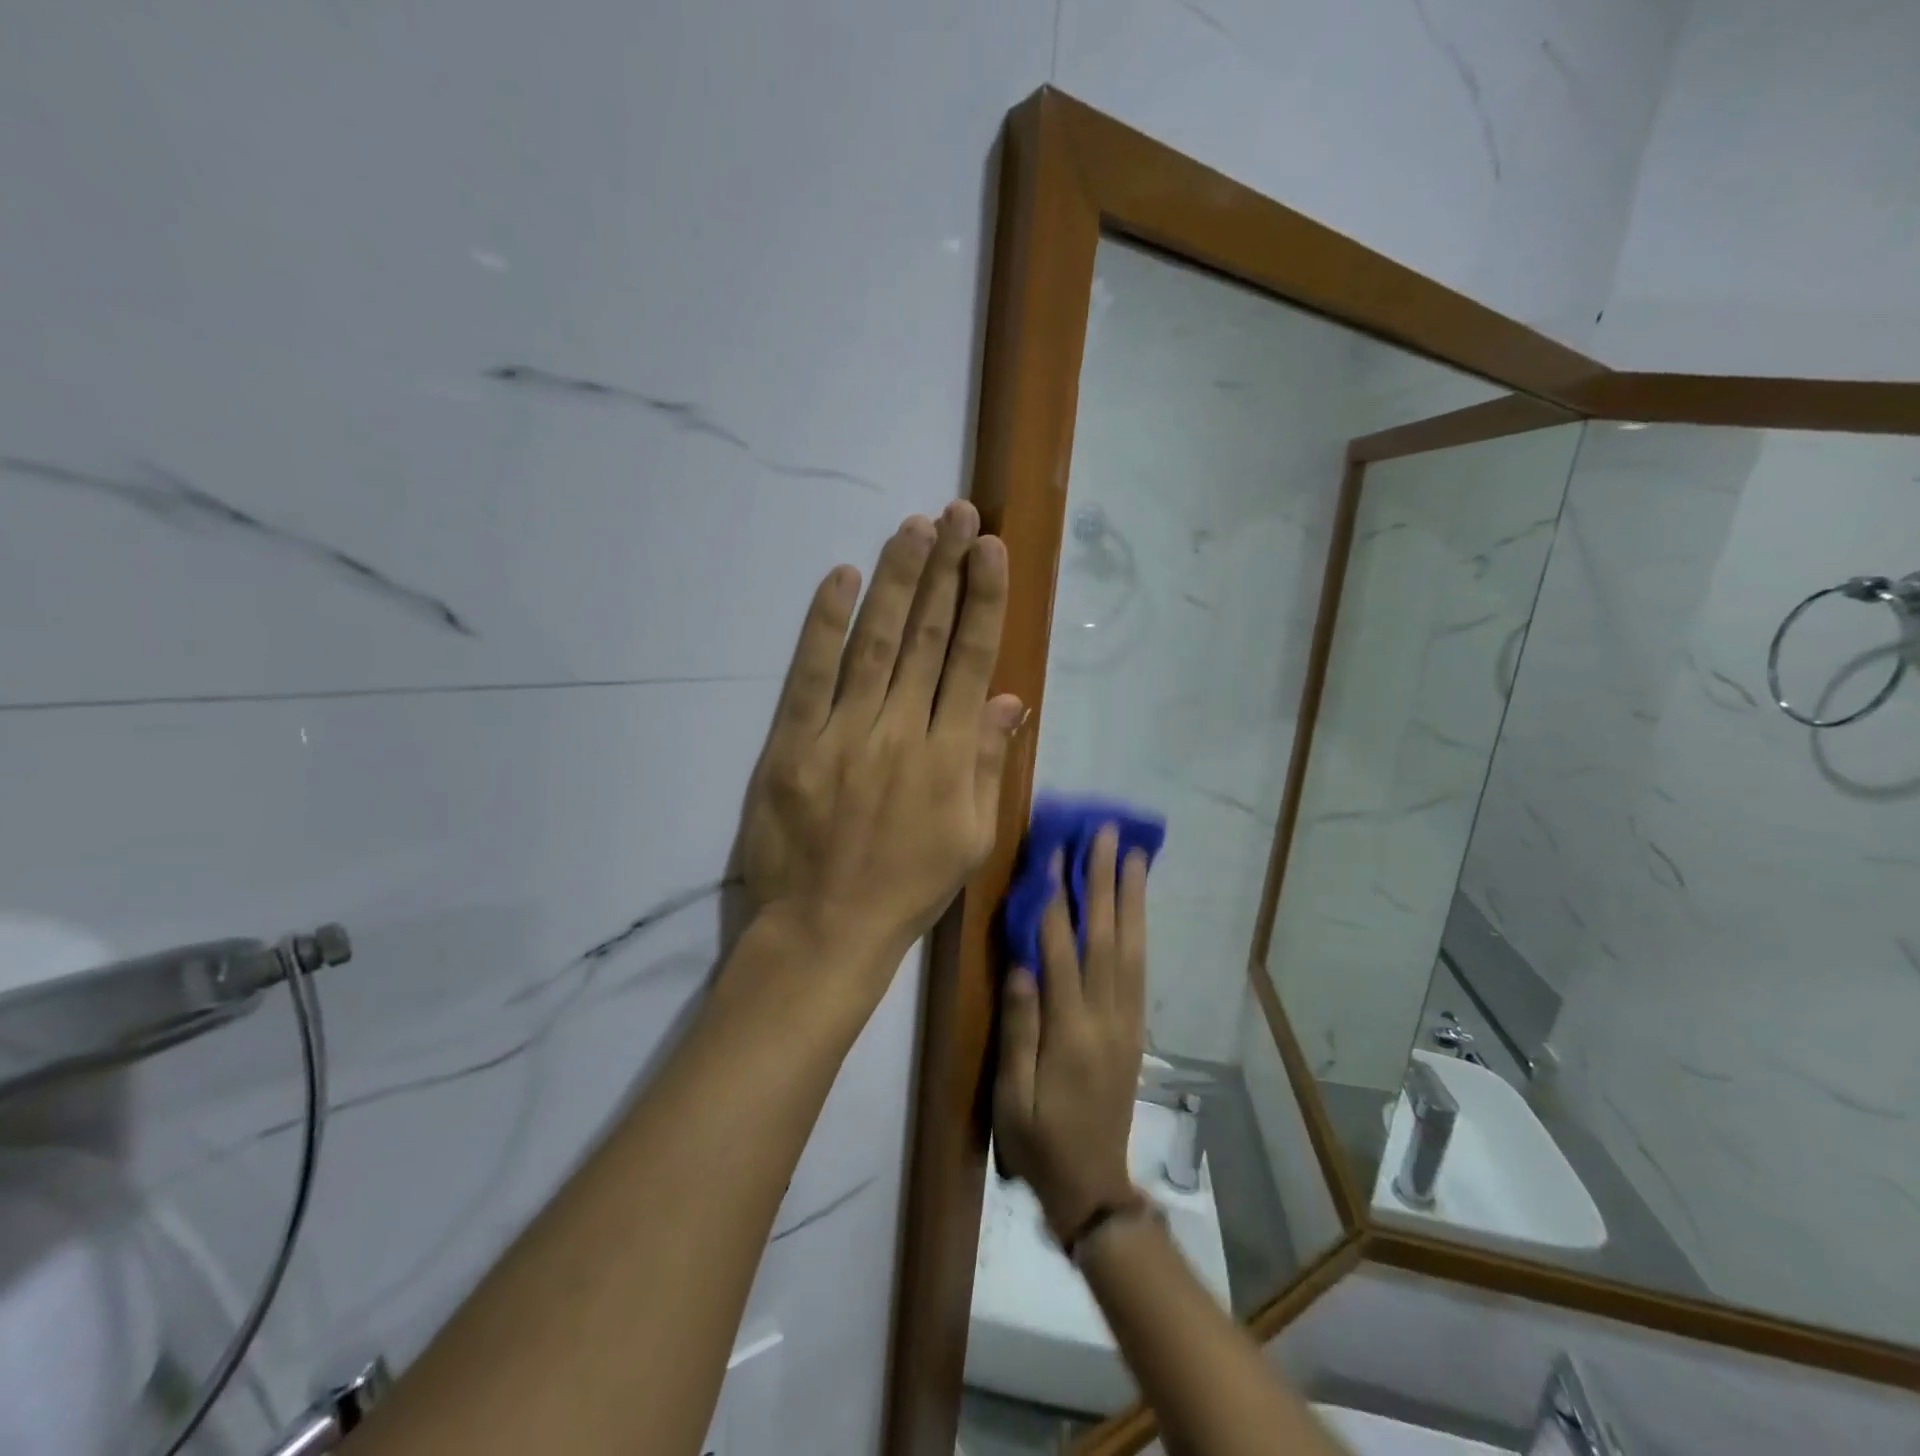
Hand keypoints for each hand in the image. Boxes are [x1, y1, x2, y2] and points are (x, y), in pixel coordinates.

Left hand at [738, 501, 1022, 992]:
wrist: (826, 928)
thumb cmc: (907, 888)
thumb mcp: (971, 838)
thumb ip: (989, 764)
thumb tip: (1010, 699)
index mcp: (950, 757)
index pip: (970, 661)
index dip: (982, 601)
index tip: (992, 551)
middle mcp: (901, 732)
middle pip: (927, 637)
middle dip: (946, 570)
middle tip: (958, 515)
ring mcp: (843, 733)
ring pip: (875, 642)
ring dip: (895, 580)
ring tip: (913, 527)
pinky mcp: (793, 742)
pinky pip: (810, 673)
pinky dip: (825, 624)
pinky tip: (841, 578)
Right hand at [993, 826, 1149, 1241]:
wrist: (1092, 1185)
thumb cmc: (1039, 1140)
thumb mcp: (1011, 1096)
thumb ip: (1019, 1029)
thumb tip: (1020, 965)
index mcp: (1070, 1033)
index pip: (1062, 952)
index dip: (1057, 899)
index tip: (1055, 853)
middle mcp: (1105, 1018)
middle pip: (1105, 938)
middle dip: (1104, 881)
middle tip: (1106, 835)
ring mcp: (1126, 1021)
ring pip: (1131, 948)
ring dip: (1131, 898)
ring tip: (1133, 856)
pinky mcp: (1135, 1028)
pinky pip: (1140, 969)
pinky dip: (1139, 929)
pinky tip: (1136, 906)